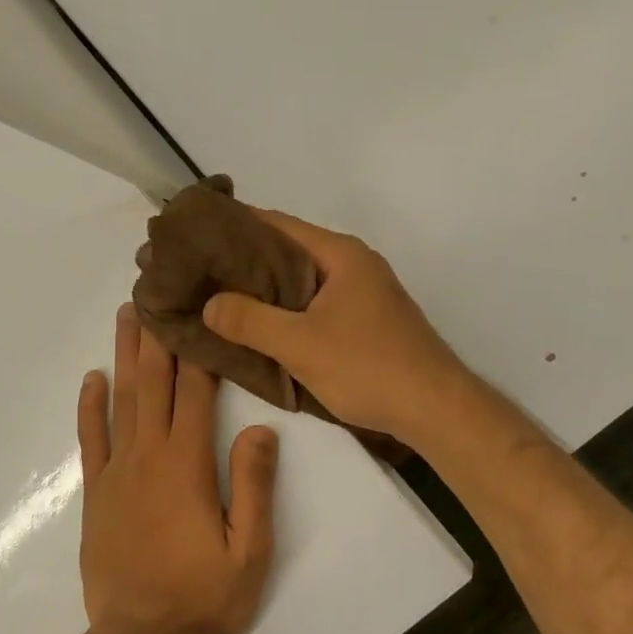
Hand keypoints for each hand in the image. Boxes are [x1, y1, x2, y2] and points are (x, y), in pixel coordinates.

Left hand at [78, 305, 277, 633]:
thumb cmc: (202, 597)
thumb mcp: (250, 552)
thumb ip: (254, 487)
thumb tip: (261, 429)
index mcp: (187, 464)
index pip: (195, 393)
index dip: (198, 349)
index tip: (198, 308)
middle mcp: (148, 455)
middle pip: (153, 382)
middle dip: (158, 334)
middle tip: (155, 289)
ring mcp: (117, 471)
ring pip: (121, 400)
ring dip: (124, 355)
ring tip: (126, 315)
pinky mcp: (97, 492)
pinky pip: (91, 439)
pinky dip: (90, 406)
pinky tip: (92, 378)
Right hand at [202, 210, 465, 447]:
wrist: (436, 408)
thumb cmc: (368, 366)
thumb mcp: (300, 345)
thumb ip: (250, 321)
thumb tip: (209, 304)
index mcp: (339, 253)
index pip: (276, 224)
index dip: (235, 225)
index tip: (196, 233)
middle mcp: (352, 263)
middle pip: (288, 251)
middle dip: (245, 261)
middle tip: (199, 270)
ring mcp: (363, 292)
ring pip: (301, 280)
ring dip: (265, 288)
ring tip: (219, 297)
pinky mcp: (366, 319)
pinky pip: (315, 303)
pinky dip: (286, 308)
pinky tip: (260, 324)